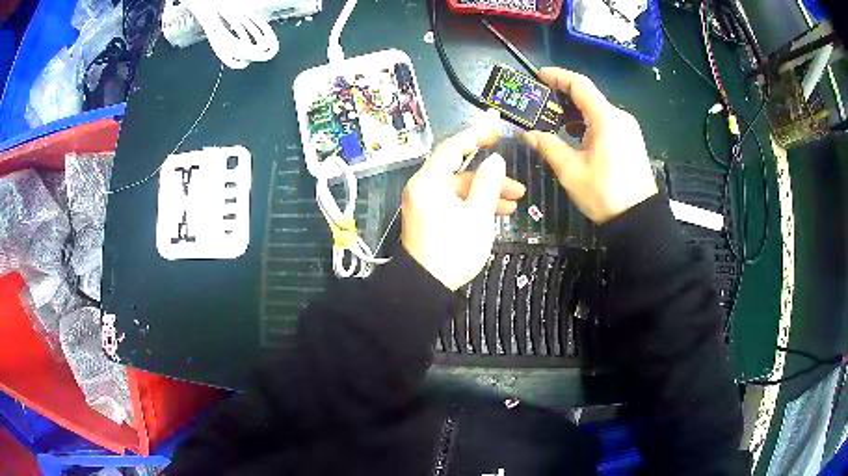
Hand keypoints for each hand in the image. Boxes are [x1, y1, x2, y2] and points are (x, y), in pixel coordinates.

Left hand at [402, 123, 525, 290]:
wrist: (425, 287)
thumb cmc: (452, 251)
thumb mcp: (477, 216)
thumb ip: (488, 183)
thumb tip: (495, 160)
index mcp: (429, 182)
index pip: (452, 147)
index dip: (476, 135)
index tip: (496, 128)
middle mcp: (423, 187)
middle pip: (459, 170)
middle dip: (490, 175)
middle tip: (516, 180)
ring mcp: (425, 202)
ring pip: (460, 188)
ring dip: (487, 192)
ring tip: (515, 201)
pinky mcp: (430, 215)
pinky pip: (454, 200)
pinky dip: (474, 203)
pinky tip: (498, 211)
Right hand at [523, 68, 656, 223]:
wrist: (638, 218)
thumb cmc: (604, 193)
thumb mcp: (571, 170)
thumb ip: (548, 146)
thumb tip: (528, 134)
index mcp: (606, 118)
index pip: (580, 85)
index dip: (557, 76)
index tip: (539, 75)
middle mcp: (619, 117)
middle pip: (589, 96)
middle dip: (563, 96)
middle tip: (540, 103)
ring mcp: (628, 129)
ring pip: (597, 110)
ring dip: (575, 111)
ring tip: (554, 120)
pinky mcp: (631, 140)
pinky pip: (606, 122)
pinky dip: (588, 122)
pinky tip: (575, 134)